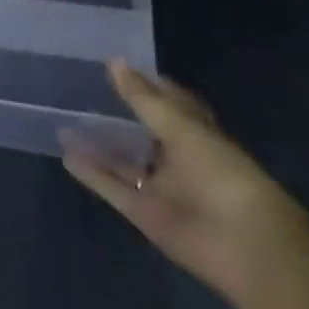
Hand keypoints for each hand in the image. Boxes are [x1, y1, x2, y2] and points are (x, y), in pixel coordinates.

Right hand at [61, 60, 308, 302]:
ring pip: (124, 161)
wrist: (245, 246)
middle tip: (82, 93)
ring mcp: (161, 187)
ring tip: (64, 123)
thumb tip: (114, 62)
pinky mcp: (145, 213)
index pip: (172, 103)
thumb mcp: (181, 128)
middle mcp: (179, 159)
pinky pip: (113, 188)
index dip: (149, 85)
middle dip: (118, 116)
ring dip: (98, 145)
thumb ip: (143, 98)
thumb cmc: (222, 175)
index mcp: (198, 134)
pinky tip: (66, 156)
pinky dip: (92, 174)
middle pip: (144, 133)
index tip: (118, 68)